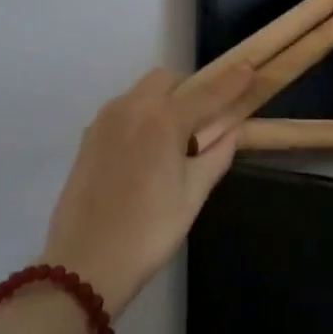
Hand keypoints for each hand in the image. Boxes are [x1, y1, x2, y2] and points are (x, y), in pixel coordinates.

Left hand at [42, 63, 254, 311]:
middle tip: (206, 117)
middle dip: (191, 88)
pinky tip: (148, 148)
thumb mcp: (192, 195)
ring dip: (165, 100)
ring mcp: (105, 121)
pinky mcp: (88, 137)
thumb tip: (233, 131)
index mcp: (163, 121)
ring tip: (176, 136)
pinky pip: (123, 110)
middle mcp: (132, 109)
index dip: (231, 80)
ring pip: (142, 92)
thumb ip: (217, 155)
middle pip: (168, 80)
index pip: (207, 92)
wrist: (83, 265)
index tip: (249, 68)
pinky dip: (142, 115)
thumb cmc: (148, 232)